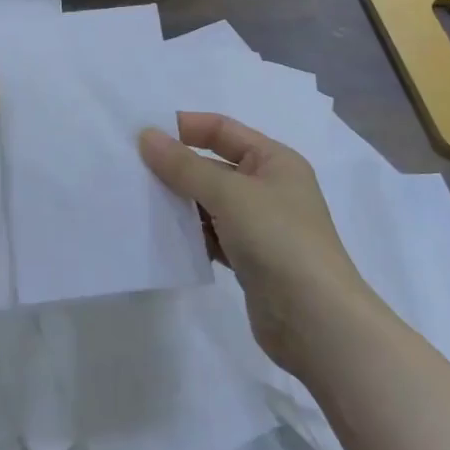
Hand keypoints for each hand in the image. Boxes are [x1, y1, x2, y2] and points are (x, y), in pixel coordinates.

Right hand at [140, 112, 364, 377]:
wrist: (317, 322)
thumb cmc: (279, 240)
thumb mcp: (229, 194)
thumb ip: (185, 166)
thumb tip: (146, 136)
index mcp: (274, 160)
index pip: (222, 129)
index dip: (185, 127)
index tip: (143, 135)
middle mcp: (268, 187)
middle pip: (213, 165)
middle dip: (176, 167)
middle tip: (131, 170)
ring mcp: (260, 225)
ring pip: (209, 203)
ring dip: (179, 202)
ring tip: (139, 201)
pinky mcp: (249, 259)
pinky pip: (211, 235)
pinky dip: (190, 234)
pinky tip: (161, 236)